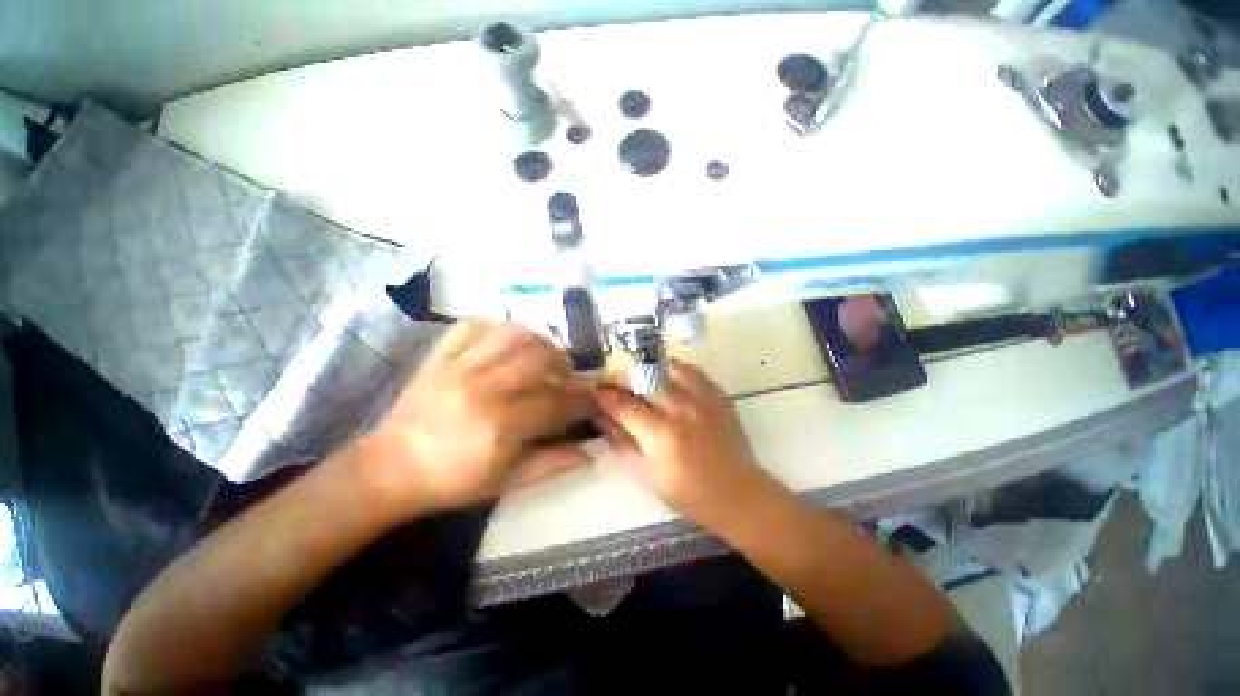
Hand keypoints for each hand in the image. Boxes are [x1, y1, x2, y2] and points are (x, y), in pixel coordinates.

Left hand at [357, 322, 592, 515]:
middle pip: (539, 356)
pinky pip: (474, 326)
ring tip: (542, 357)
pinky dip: (498, 329)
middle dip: (564, 363)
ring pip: (513, 333)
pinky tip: (507, 343)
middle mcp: (484, 390)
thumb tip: (589, 453)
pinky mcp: (440, 357)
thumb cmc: (452, 481)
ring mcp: (458, 368)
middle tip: (566, 377)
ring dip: (537, 341)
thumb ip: (551, 464)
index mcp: (500, 427)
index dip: (581, 398)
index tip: (591, 398)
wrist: (390, 469)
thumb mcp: (506, 482)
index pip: (557, 401)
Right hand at [593, 360, 776, 525]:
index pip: (624, 405)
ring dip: (648, 369)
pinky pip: (691, 370)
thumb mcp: (648, 476)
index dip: (605, 395)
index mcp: (661, 435)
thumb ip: (624, 444)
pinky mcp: (717, 395)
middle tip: (614, 380)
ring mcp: (702, 398)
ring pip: (667, 367)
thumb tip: (603, 420)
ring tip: (640, 376)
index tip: (595, 390)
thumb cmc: (689, 493)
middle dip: (622, 376)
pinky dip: (674, 369)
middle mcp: (680, 409)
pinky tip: (667, 377)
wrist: (738, 493)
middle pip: (643, 379)